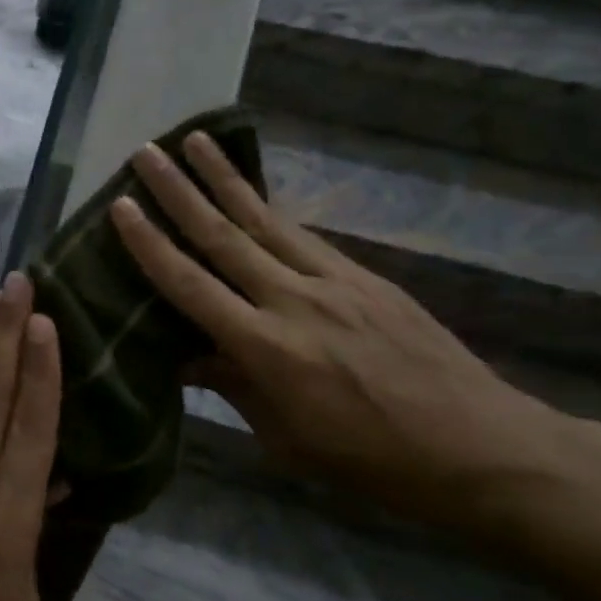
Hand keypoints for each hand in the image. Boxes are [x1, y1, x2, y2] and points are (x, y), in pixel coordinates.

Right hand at [110, 132, 563, 529]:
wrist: (480, 447)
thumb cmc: (368, 459)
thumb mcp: (284, 436)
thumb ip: (232, 384)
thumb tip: (185, 356)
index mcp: (266, 348)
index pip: (191, 285)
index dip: (150, 244)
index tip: (121, 206)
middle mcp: (294, 301)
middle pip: (224, 235)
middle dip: (179, 190)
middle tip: (146, 151)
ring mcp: (335, 282)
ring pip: (266, 220)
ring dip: (225, 178)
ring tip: (196, 140)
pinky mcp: (366, 277)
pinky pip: (305, 236)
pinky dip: (271, 210)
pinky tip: (253, 194)